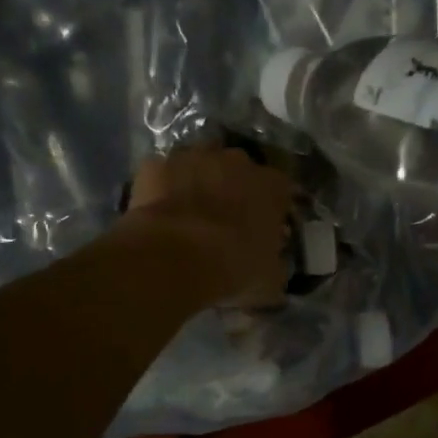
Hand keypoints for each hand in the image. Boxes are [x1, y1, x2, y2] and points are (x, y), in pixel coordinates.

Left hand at [115, 146, 292, 307]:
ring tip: (189, 212)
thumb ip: (275, 265)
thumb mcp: (269, 279)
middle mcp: (236, 161)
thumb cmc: (232, 266)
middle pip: (239, 169)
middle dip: (234, 188)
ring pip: (200, 163)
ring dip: (198, 181)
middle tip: (225, 218)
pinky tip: (159, 212)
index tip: (263, 227)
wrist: (174, 257)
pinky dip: (162, 188)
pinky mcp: (157, 165)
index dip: (272, 207)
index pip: (281, 189)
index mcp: (271, 186)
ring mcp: (194, 157)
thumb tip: (273, 266)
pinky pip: (163, 173)